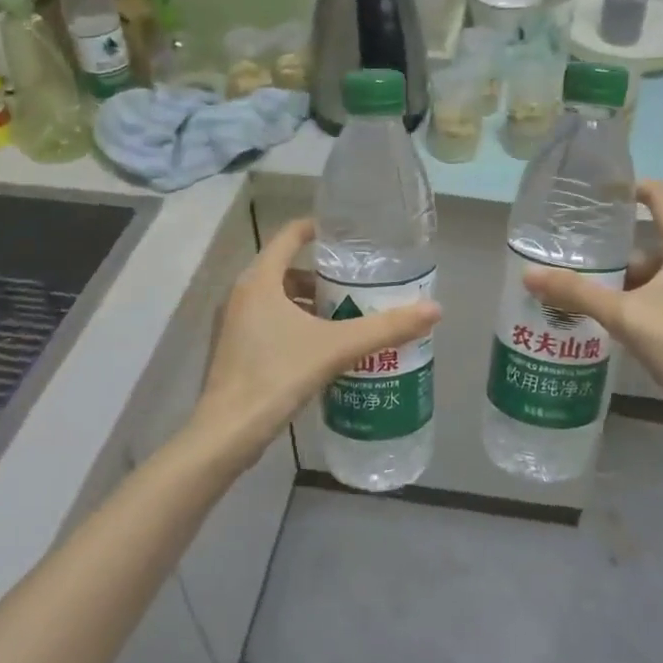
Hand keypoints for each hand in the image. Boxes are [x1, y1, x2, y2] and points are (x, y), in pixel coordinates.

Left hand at [190, 218, 440, 465]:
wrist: (227, 433)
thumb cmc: (277, 376)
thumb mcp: (336, 348)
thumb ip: (385, 328)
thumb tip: (435, 309)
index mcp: (259, 280)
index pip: (289, 236)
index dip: (318, 229)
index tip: (348, 237)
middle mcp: (241, 294)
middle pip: (286, 270)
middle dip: (321, 276)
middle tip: (357, 285)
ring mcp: (233, 323)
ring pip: (277, 298)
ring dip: (309, 303)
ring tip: (345, 318)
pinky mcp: (234, 349)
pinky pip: (269, 322)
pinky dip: (295, 324)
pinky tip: (321, 348)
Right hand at [524, 181, 662, 430]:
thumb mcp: (626, 316)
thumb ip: (578, 294)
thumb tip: (528, 275)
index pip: (659, 195)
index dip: (629, 187)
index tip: (593, 195)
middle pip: (646, 236)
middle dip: (608, 243)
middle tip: (568, 248)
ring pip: (648, 269)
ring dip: (615, 275)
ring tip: (574, 283)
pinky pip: (654, 292)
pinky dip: (628, 296)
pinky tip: (599, 313)